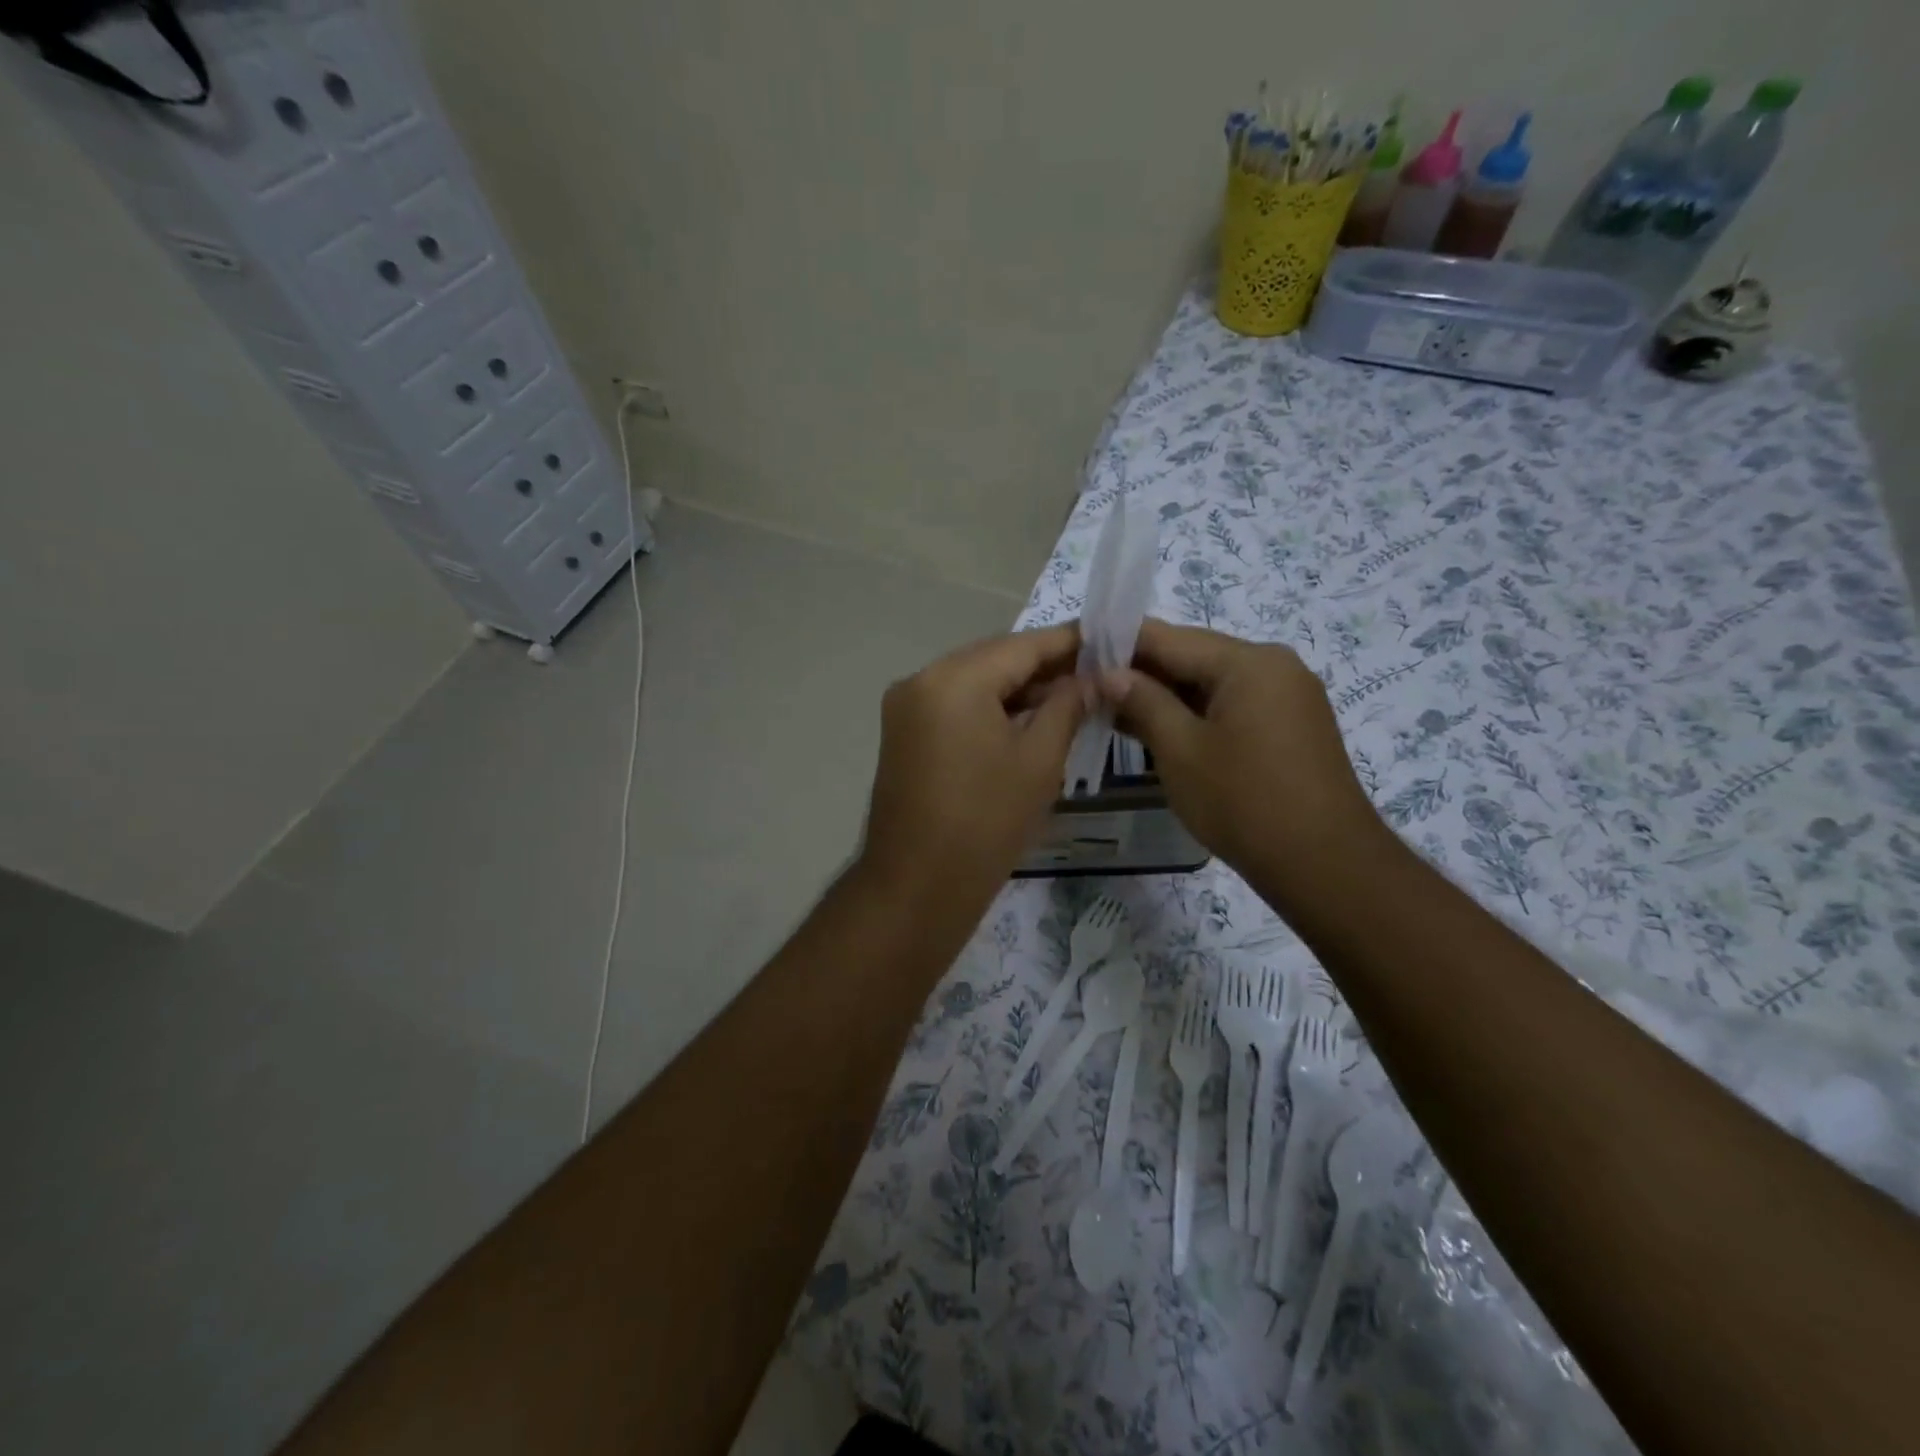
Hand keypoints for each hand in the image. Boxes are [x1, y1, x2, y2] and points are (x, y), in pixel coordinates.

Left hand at [860, 624, 1086, 911]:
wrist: (917, 886)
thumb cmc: (987, 823)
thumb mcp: (1039, 760)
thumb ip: (1068, 706)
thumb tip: (1094, 678)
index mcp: (954, 679)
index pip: (1023, 645)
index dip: (1069, 642)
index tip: (1109, 640)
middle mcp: (921, 679)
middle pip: (994, 659)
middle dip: (1044, 667)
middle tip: (1096, 674)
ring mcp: (906, 706)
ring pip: (974, 682)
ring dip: (1018, 689)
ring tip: (1071, 699)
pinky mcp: (903, 733)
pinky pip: (955, 705)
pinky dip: (990, 708)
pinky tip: (1028, 719)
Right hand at [1105, 619, 1388, 902]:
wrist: (1324, 864)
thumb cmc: (1243, 801)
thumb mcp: (1179, 749)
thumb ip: (1142, 702)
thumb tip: (1108, 673)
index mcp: (1248, 662)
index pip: (1169, 638)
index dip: (1120, 643)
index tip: (1079, 653)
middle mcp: (1273, 666)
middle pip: (1193, 657)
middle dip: (1141, 672)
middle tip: (1090, 689)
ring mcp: (1287, 696)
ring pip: (1211, 684)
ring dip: (1165, 697)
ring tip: (1113, 711)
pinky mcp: (1291, 726)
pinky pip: (1232, 706)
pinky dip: (1194, 715)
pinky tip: (1158, 730)